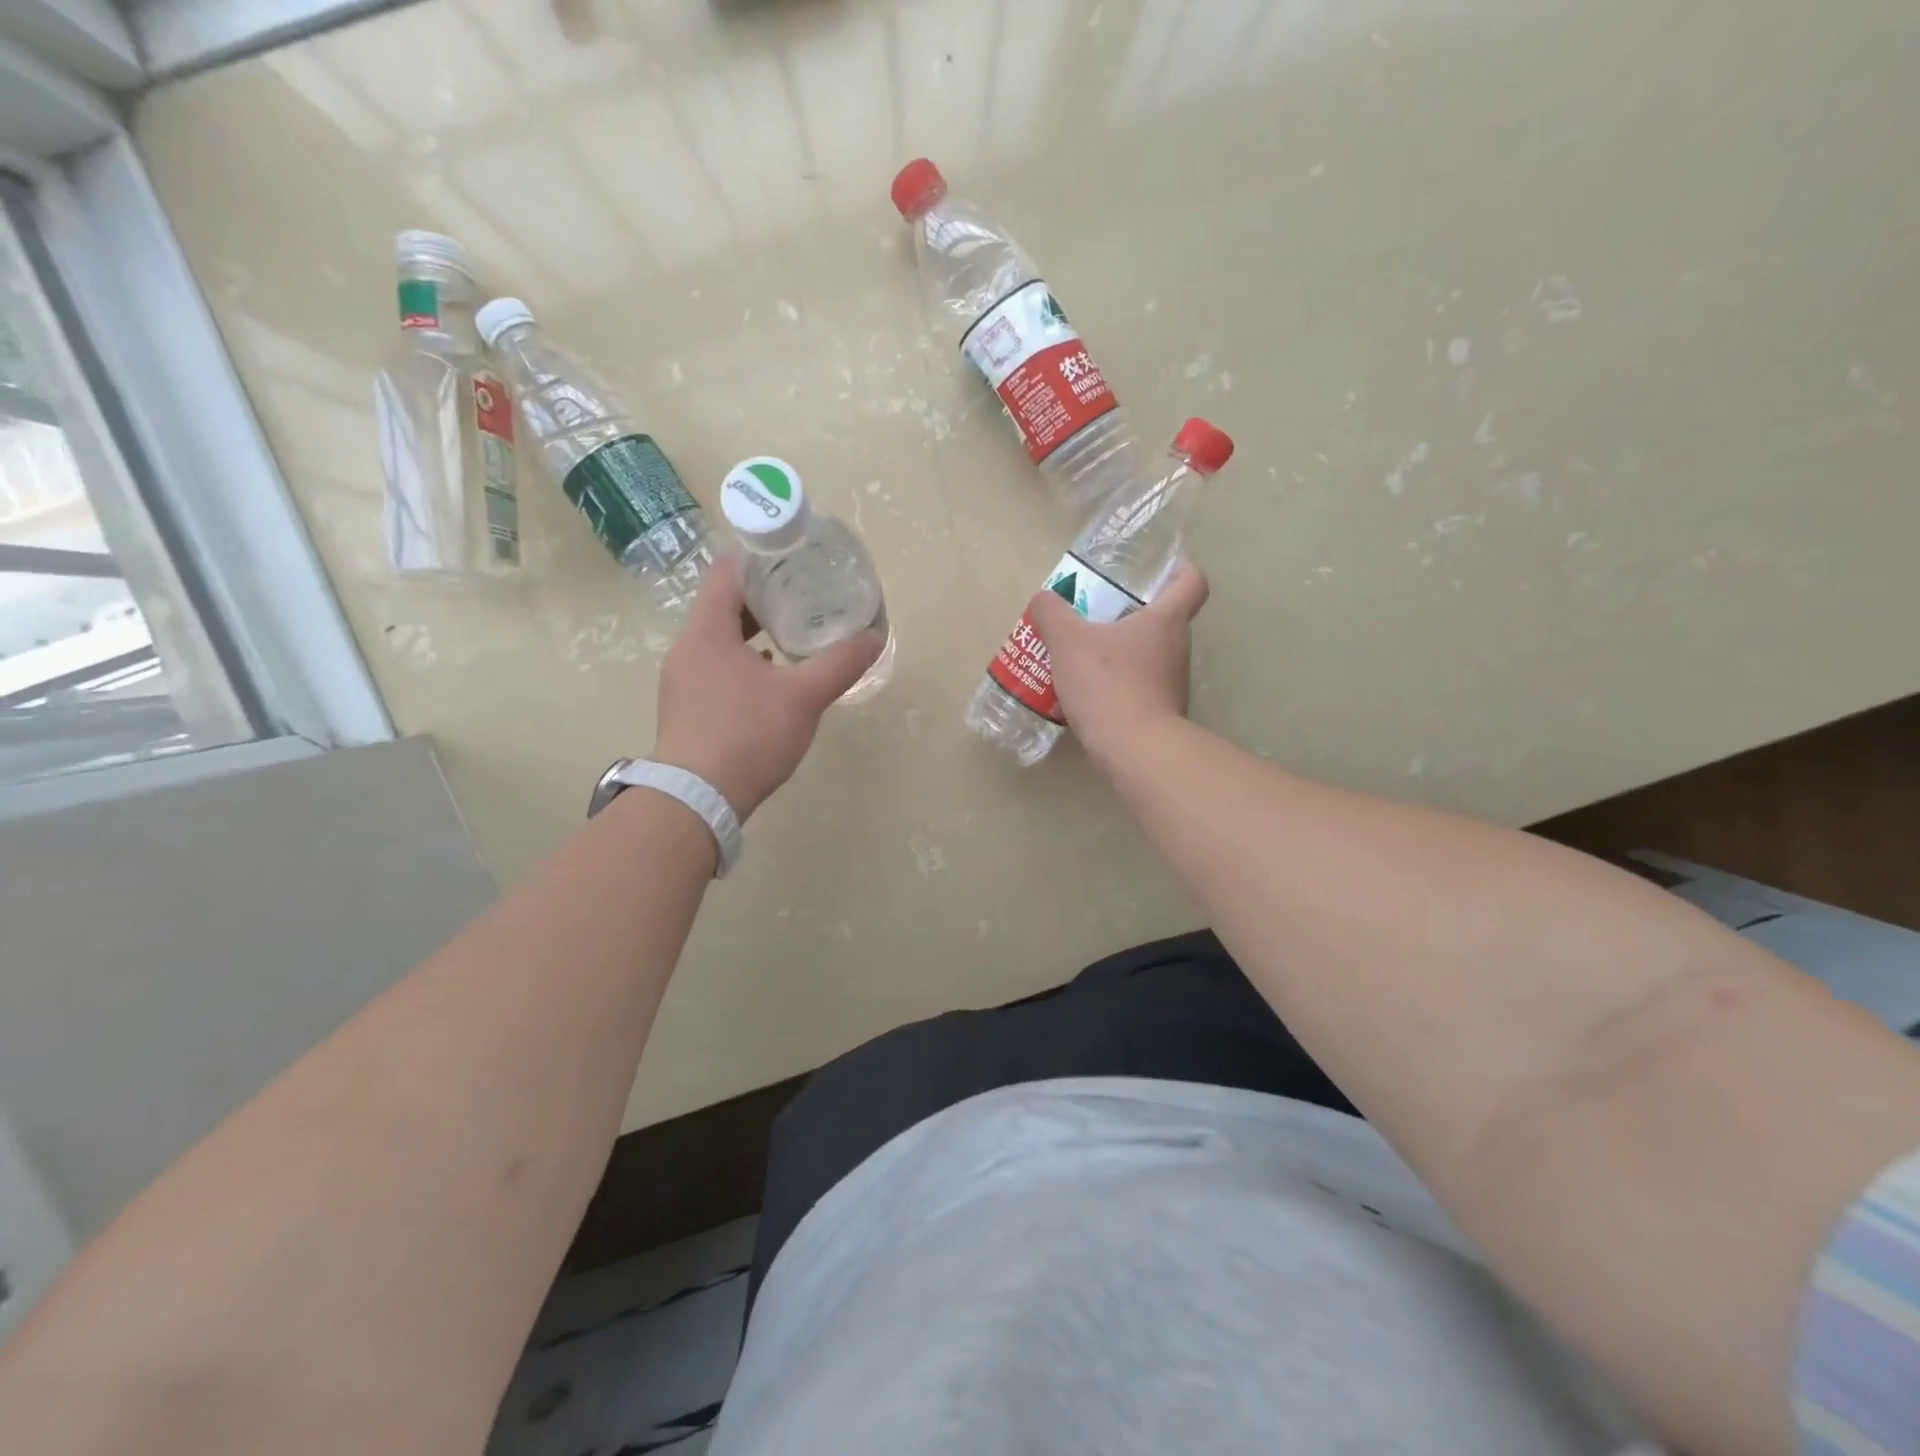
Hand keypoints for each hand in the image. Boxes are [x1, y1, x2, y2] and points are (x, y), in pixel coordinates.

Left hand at [653, 557, 883, 819]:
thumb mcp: (803, 697)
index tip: (793, 560)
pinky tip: (771, 679)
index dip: (760, 559)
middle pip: (723, 604)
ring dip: (753, 632)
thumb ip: (840, 663)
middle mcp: (687, 648)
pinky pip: (715, 667)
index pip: (727, 572)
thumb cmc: (748, 736)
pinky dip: (742, 661)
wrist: (697, 799)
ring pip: (719, 638)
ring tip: (793, 635)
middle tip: (804, 596)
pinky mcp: (685, 706)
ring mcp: (681, 679)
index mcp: (707, 631)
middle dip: (764, 597)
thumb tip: (875, 638)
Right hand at [1025, 560, 1209, 764]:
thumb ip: (1052, 614)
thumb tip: (1043, 599)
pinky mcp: (1161, 712)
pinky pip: (1141, 687)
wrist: (1133, 748)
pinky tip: (1089, 692)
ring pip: (1150, 655)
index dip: (1180, 570)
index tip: (1161, 570)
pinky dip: (1120, 684)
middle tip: (1098, 614)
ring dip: (1123, 652)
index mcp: (1165, 620)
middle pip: (1164, 620)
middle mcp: (1178, 648)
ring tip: (1085, 655)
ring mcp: (1173, 683)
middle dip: (1133, 614)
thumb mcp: (1068, 642)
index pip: (1192, 583)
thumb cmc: (1108, 683)